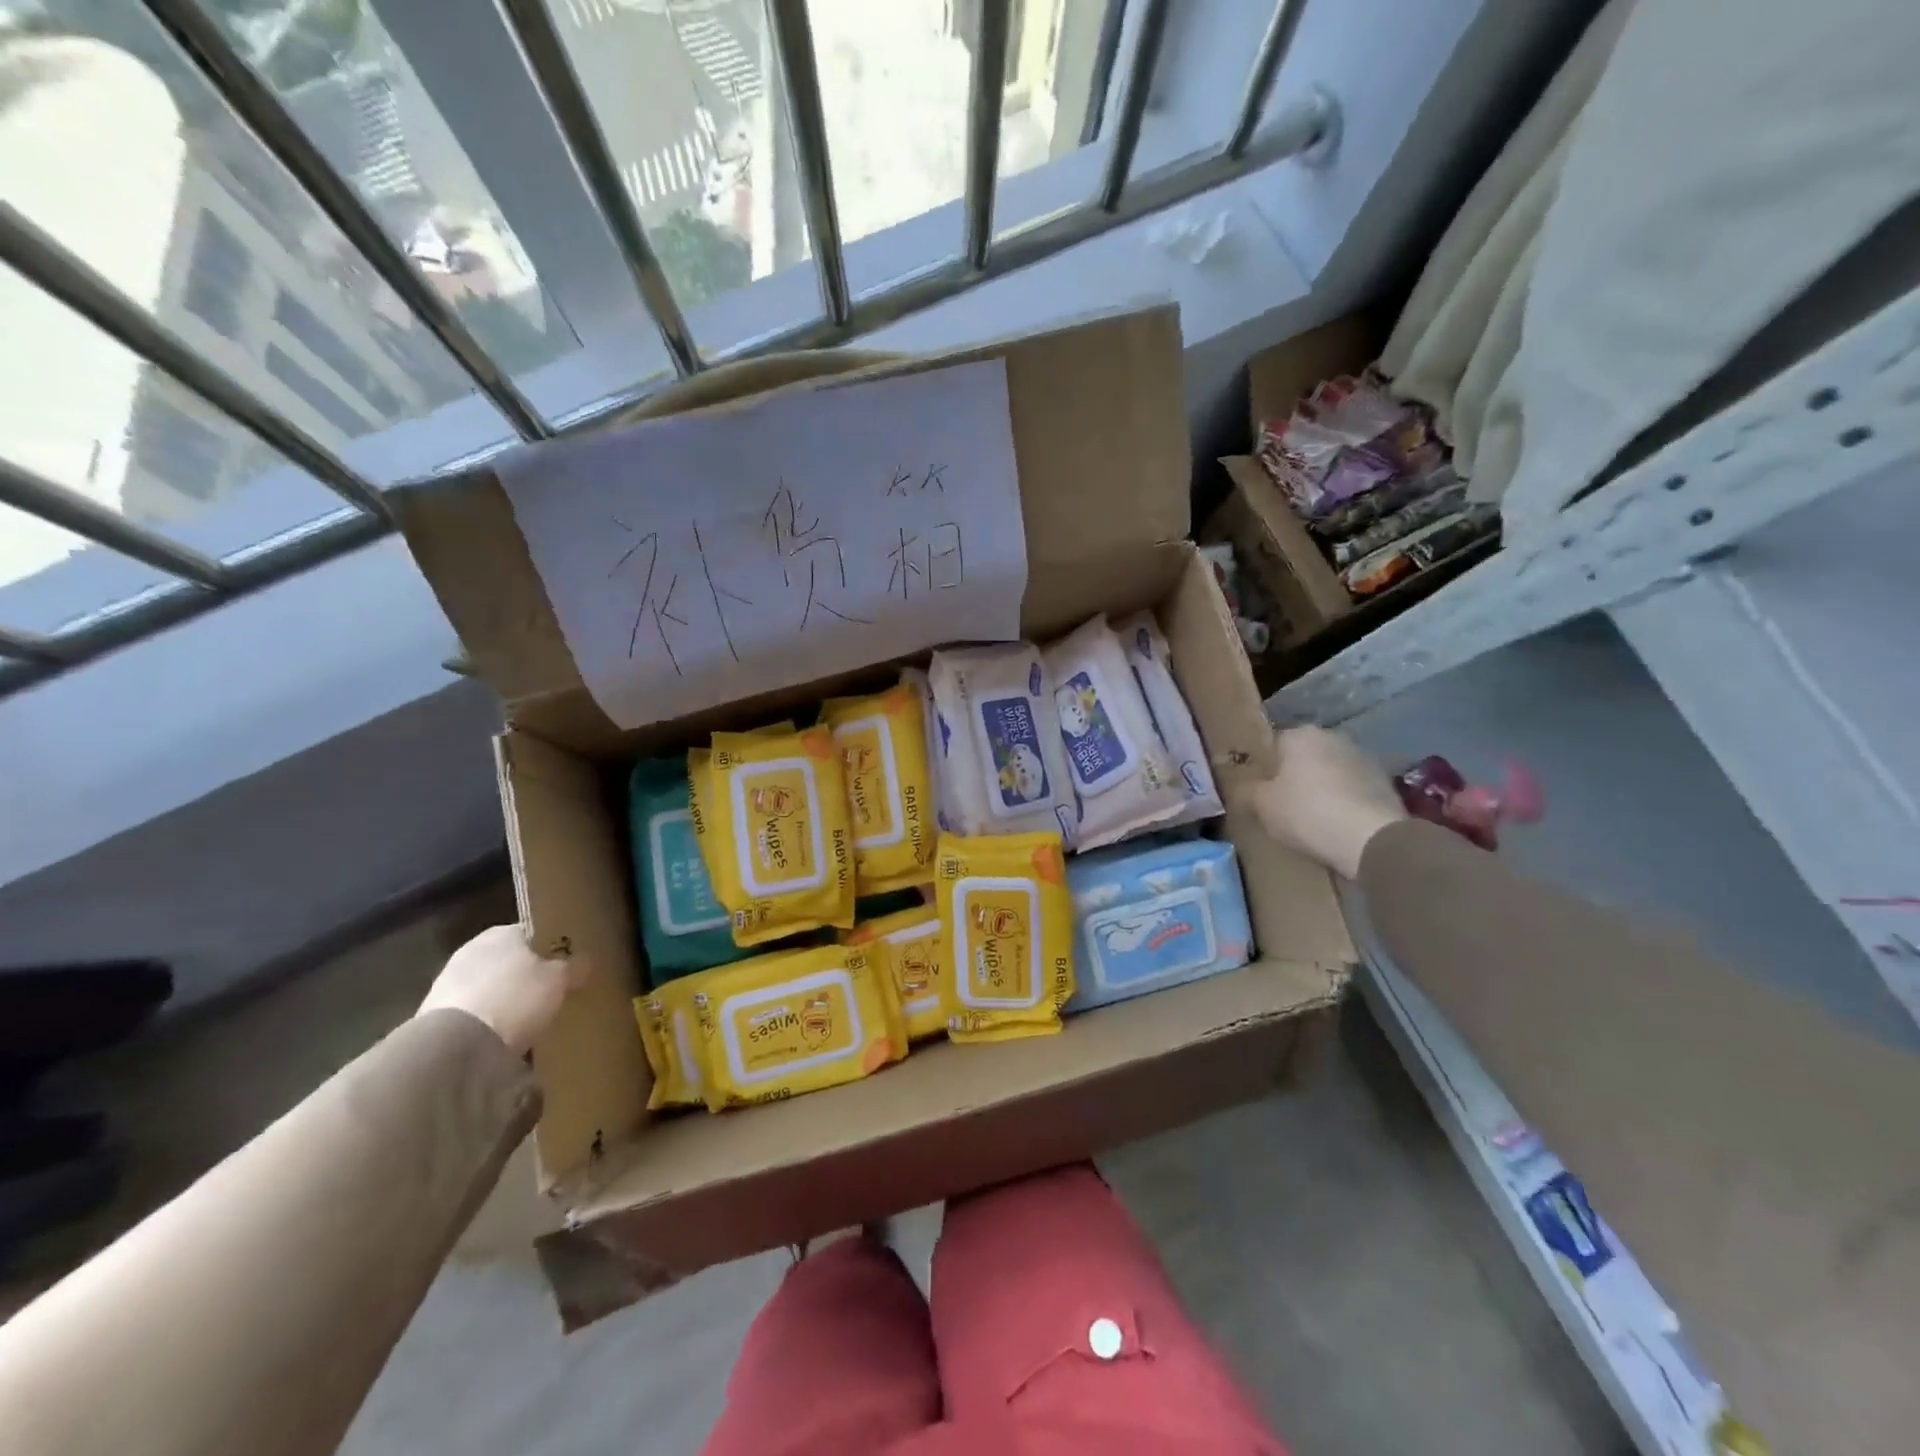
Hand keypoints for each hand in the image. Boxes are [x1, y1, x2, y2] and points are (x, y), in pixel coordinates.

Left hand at [417, 925, 583, 1056]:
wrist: (455, 1047)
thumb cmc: (515, 998)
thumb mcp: (560, 980)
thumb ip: (574, 967)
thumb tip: (584, 961)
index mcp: (502, 932)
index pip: (533, 932)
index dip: (552, 947)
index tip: (567, 964)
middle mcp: (472, 949)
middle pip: (509, 959)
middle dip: (526, 974)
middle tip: (551, 991)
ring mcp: (447, 982)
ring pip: (489, 985)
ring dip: (504, 998)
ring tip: (528, 1018)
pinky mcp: (433, 1016)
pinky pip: (473, 1012)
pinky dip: (487, 1020)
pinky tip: (503, 1035)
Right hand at [1245, 726, 1406, 880]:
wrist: (1370, 838)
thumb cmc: (1305, 812)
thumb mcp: (1262, 805)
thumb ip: (1248, 792)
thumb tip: (1244, 789)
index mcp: (1300, 734)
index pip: (1273, 744)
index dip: (1265, 767)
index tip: (1260, 790)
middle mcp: (1333, 737)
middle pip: (1304, 756)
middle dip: (1295, 775)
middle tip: (1283, 804)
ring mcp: (1364, 758)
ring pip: (1331, 771)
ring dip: (1323, 788)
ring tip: (1313, 818)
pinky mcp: (1386, 782)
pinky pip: (1354, 789)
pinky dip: (1345, 801)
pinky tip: (1338, 824)